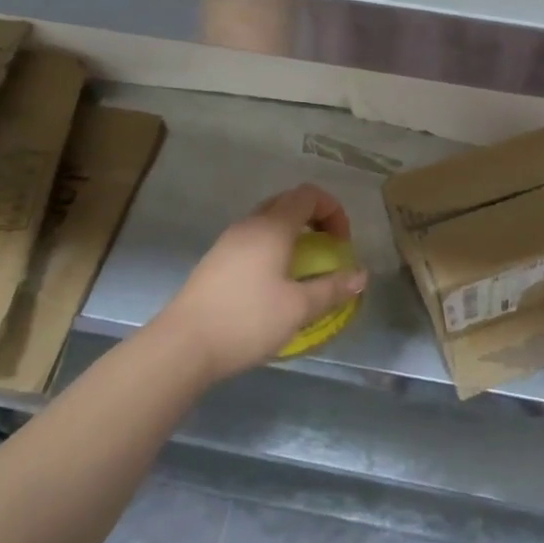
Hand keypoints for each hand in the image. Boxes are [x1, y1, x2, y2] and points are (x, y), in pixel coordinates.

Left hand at [154, 185, 367, 382]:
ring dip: (293, 234)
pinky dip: (272, 247)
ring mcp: (228, 241)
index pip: (309, 195)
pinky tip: (274, 282)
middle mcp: (250, 224)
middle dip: (315, 219)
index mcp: (273, 227)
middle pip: (288, 203)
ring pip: (268, 221)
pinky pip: (252, 239)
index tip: (342, 243)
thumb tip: (361, 275)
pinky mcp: (215, 261)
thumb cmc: (247, 320)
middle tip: (328, 249)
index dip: (333, 210)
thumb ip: (333, 288)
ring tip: (304, 266)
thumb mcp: (298, 308)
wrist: (182, 347)